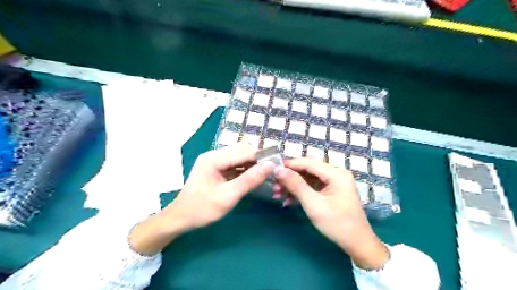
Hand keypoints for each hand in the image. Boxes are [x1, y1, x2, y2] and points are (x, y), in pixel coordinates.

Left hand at [164, 141, 274, 230]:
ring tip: (267, 173)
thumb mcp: (228, 197)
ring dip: (254, 164)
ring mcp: (216, 161)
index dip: (262, 155)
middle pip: (242, 150)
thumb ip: (249, 180)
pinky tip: (255, 177)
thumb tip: (270, 166)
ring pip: (241, 157)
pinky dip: (247, 169)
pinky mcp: (218, 168)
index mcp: (214, 159)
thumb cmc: (202, 209)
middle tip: (273, 170)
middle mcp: (215, 155)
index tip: (278, 162)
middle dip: (258, 158)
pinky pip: (236, 165)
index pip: (243, 151)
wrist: (180, 219)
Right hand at [274, 159, 387, 269]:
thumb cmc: (336, 224)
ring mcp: (335, 181)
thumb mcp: (313, 204)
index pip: (308, 162)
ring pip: (308, 177)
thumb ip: (296, 185)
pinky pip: (313, 185)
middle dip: (290, 176)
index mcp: (336, 173)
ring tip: (277, 194)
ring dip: (293, 185)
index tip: (272, 170)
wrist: (357, 243)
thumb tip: (279, 169)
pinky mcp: (332, 190)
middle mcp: (336, 173)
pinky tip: (289, 200)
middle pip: (308, 169)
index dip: (289, 165)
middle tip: (274, 185)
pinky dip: (301, 191)